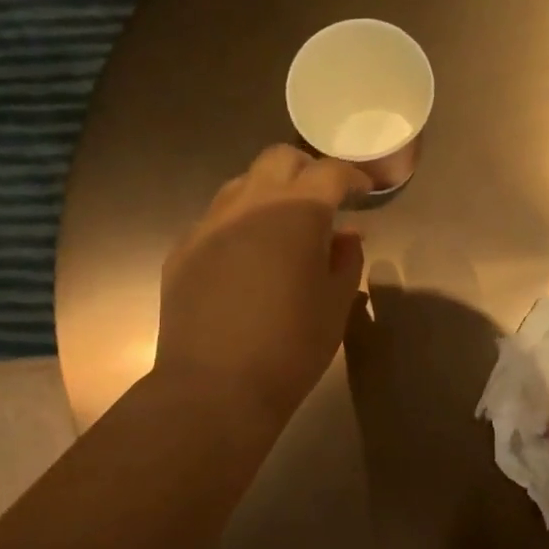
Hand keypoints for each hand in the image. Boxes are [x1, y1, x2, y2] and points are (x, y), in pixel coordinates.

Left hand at [155, 145, 369, 424]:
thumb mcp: (335, 306)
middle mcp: (248, 204)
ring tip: (284, 229)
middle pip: (279, 160)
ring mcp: (209, 225)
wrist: (215, 388)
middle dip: (306, 172)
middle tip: (324, 202)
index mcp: (295, 213)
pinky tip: (247, 261)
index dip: (352, 177)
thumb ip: (345, 261)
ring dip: (268, 195)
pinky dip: (239, 226)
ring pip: (241, 185)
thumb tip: (346, 235)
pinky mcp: (183, 251)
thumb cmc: (290, 348)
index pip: (329, 173)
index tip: (364, 192)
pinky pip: (216, 221)